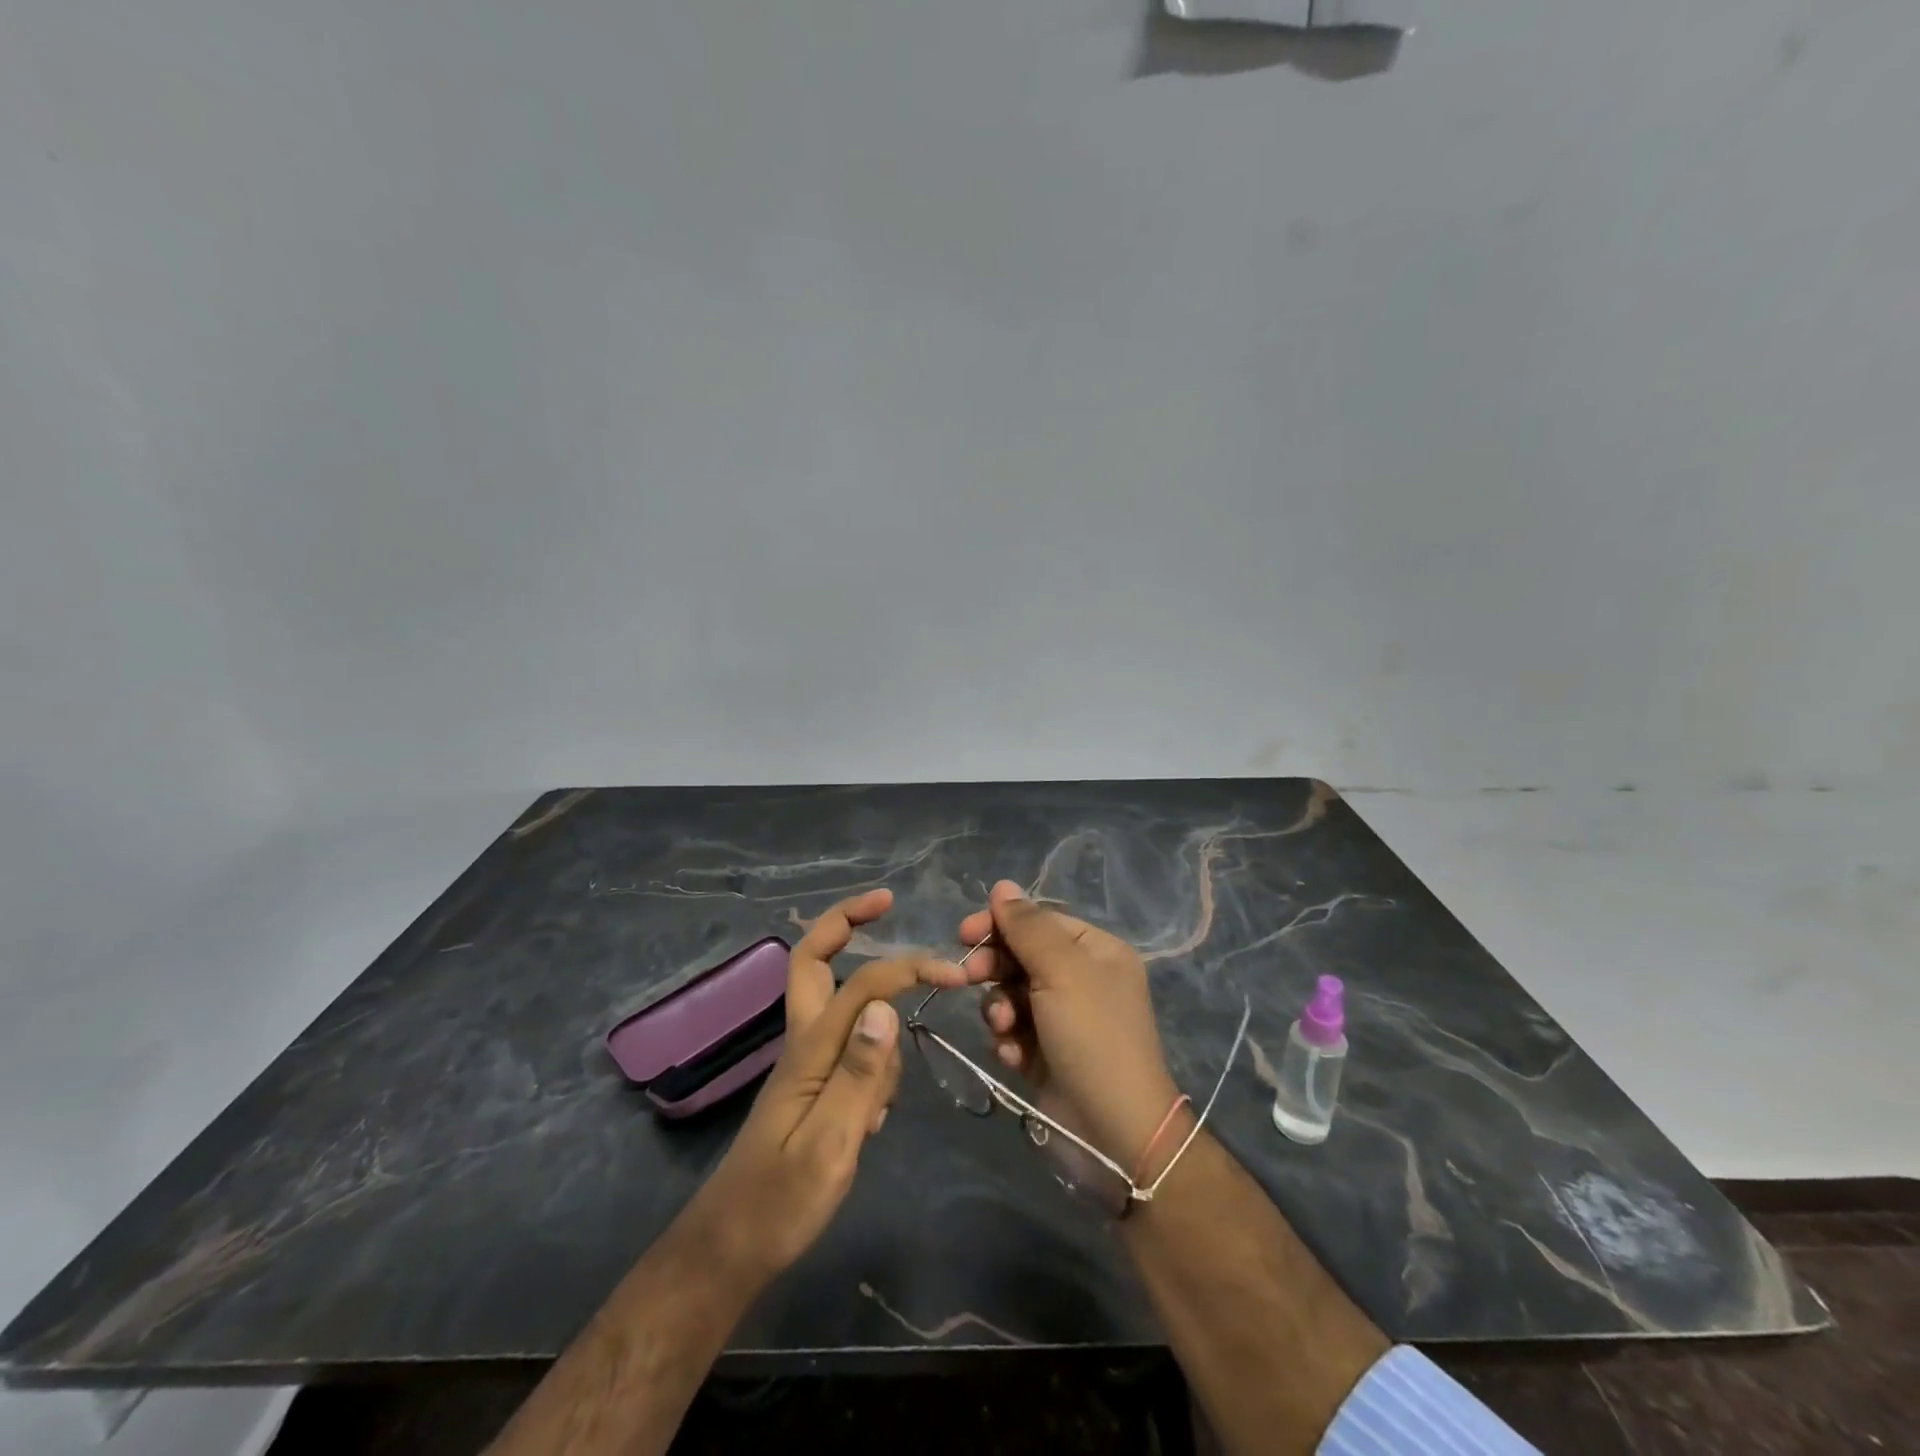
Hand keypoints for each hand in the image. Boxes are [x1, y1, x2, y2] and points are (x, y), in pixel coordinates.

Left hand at [688, 889, 969, 1283]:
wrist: (732, 1248)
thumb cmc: (782, 1201)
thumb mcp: (831, 1143)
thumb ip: (860, 1073)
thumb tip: (886, 1004)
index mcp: (810, 1048)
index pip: (864, 985)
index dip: (907, 967)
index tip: (952, 973)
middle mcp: (804, 1040)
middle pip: (813, 959)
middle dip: (845, 920)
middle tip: (884, 901)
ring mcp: (805, 1060)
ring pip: (840, 1004)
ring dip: (872, 1010)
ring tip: (884, 1091)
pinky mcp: (812, 1083)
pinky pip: (848, 1045)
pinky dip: (871, 1057)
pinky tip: (874, 1115)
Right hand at [957, 882, 1183, 1180]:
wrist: (1114, 1133)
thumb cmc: (1093, 1037)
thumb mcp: (1062, 971)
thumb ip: (1028, 927)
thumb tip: (1002, 885)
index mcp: (1095, 951)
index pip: (1040, 921)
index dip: (1000, 923)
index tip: (964, 933)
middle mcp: (1081, 979)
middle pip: (1021, 956)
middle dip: (995, 968)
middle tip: (970, 979)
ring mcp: (1063, 1018)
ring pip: (1011, 994)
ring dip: (999, 1008)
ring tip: (1004, 1028)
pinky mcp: (1046, 1053)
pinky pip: (1014, 1030)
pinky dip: (1009, 1040)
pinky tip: (1014, 1056)